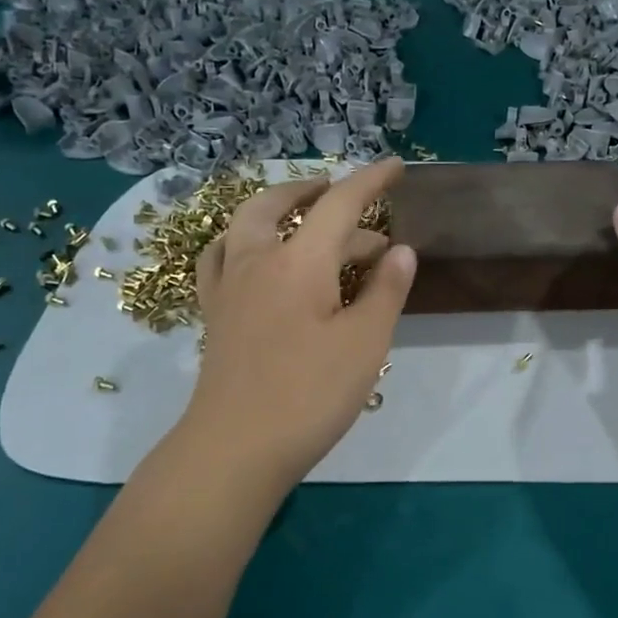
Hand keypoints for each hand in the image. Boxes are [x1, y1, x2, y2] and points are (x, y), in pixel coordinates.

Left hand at [180, 158, 415, 489]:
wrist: (234, 450)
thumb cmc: (308, 395)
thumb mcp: (365, 343)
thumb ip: (385, 291)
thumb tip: (401, 250)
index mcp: (299, 262)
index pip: (339, 204)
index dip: (370, 181)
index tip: (395, 167)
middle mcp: (257, 261)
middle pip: (281, 203)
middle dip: (318, 191)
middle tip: (350, 198)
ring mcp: (229, 287)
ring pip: (246, 225)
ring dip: (279, 209)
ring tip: (307, 218)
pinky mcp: (216, 314)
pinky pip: (223, 256)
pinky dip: (244, 241)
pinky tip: (256, 256)